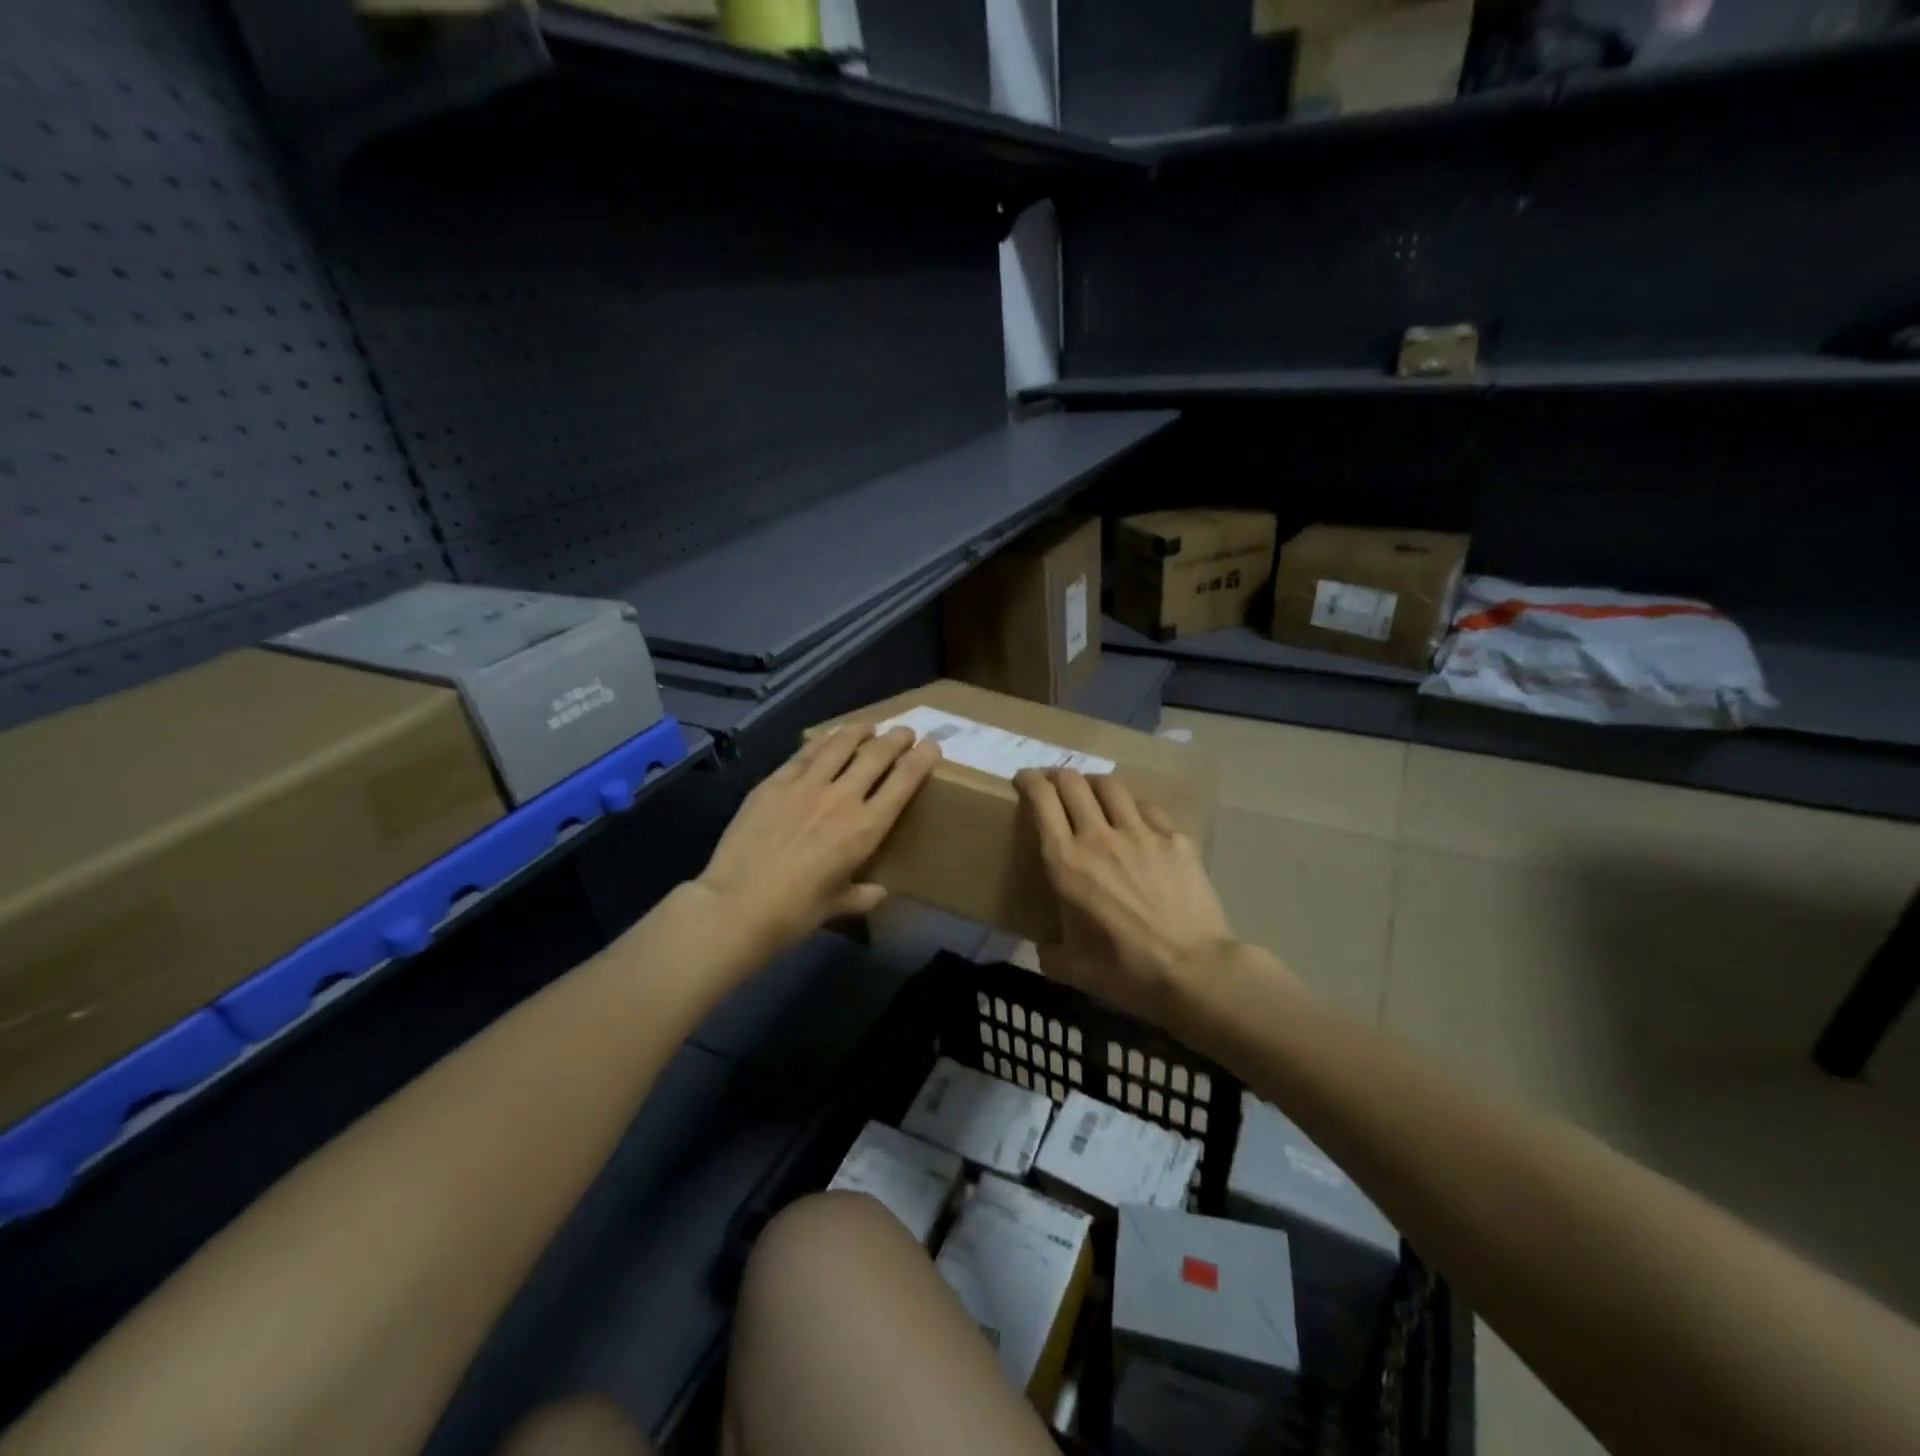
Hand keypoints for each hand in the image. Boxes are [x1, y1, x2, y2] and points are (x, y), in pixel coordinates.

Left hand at [696, 725, 940, 957]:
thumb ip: (862, 895)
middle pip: (876, 755)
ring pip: (840, 745)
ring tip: (869, 725)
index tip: (932, 746)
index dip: (922, 759)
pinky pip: (804, 753)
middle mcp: (842, 798)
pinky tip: (828, 737)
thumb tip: (878, 892)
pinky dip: (822, 741)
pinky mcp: (774, 782)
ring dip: (859, 731)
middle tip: (905, 731)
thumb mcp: (837, 906)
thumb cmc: (795, 912)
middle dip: (896, 739)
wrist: (738, 904)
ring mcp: (806, 785)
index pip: (904, 782)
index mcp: (865, 828)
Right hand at [1015, 768, 1238, 1024]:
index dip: (1028, 781)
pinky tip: (1135, 821)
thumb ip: (1049, 952)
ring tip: (1092, 794)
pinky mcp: (1175, 838)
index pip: (1042, 800)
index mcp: (1066, 862)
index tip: (1023, 780)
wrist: (1194, 971)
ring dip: (1094, 784)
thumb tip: (1044, 947)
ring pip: (1110, 785)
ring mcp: (1141, 833)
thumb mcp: (1072, 969)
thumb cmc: (1126, 972)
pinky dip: (1133, 807)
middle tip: (1054, 785)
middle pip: (1073, 782)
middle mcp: (1099, 836)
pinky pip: (1147, 808)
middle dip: (1058, 776)